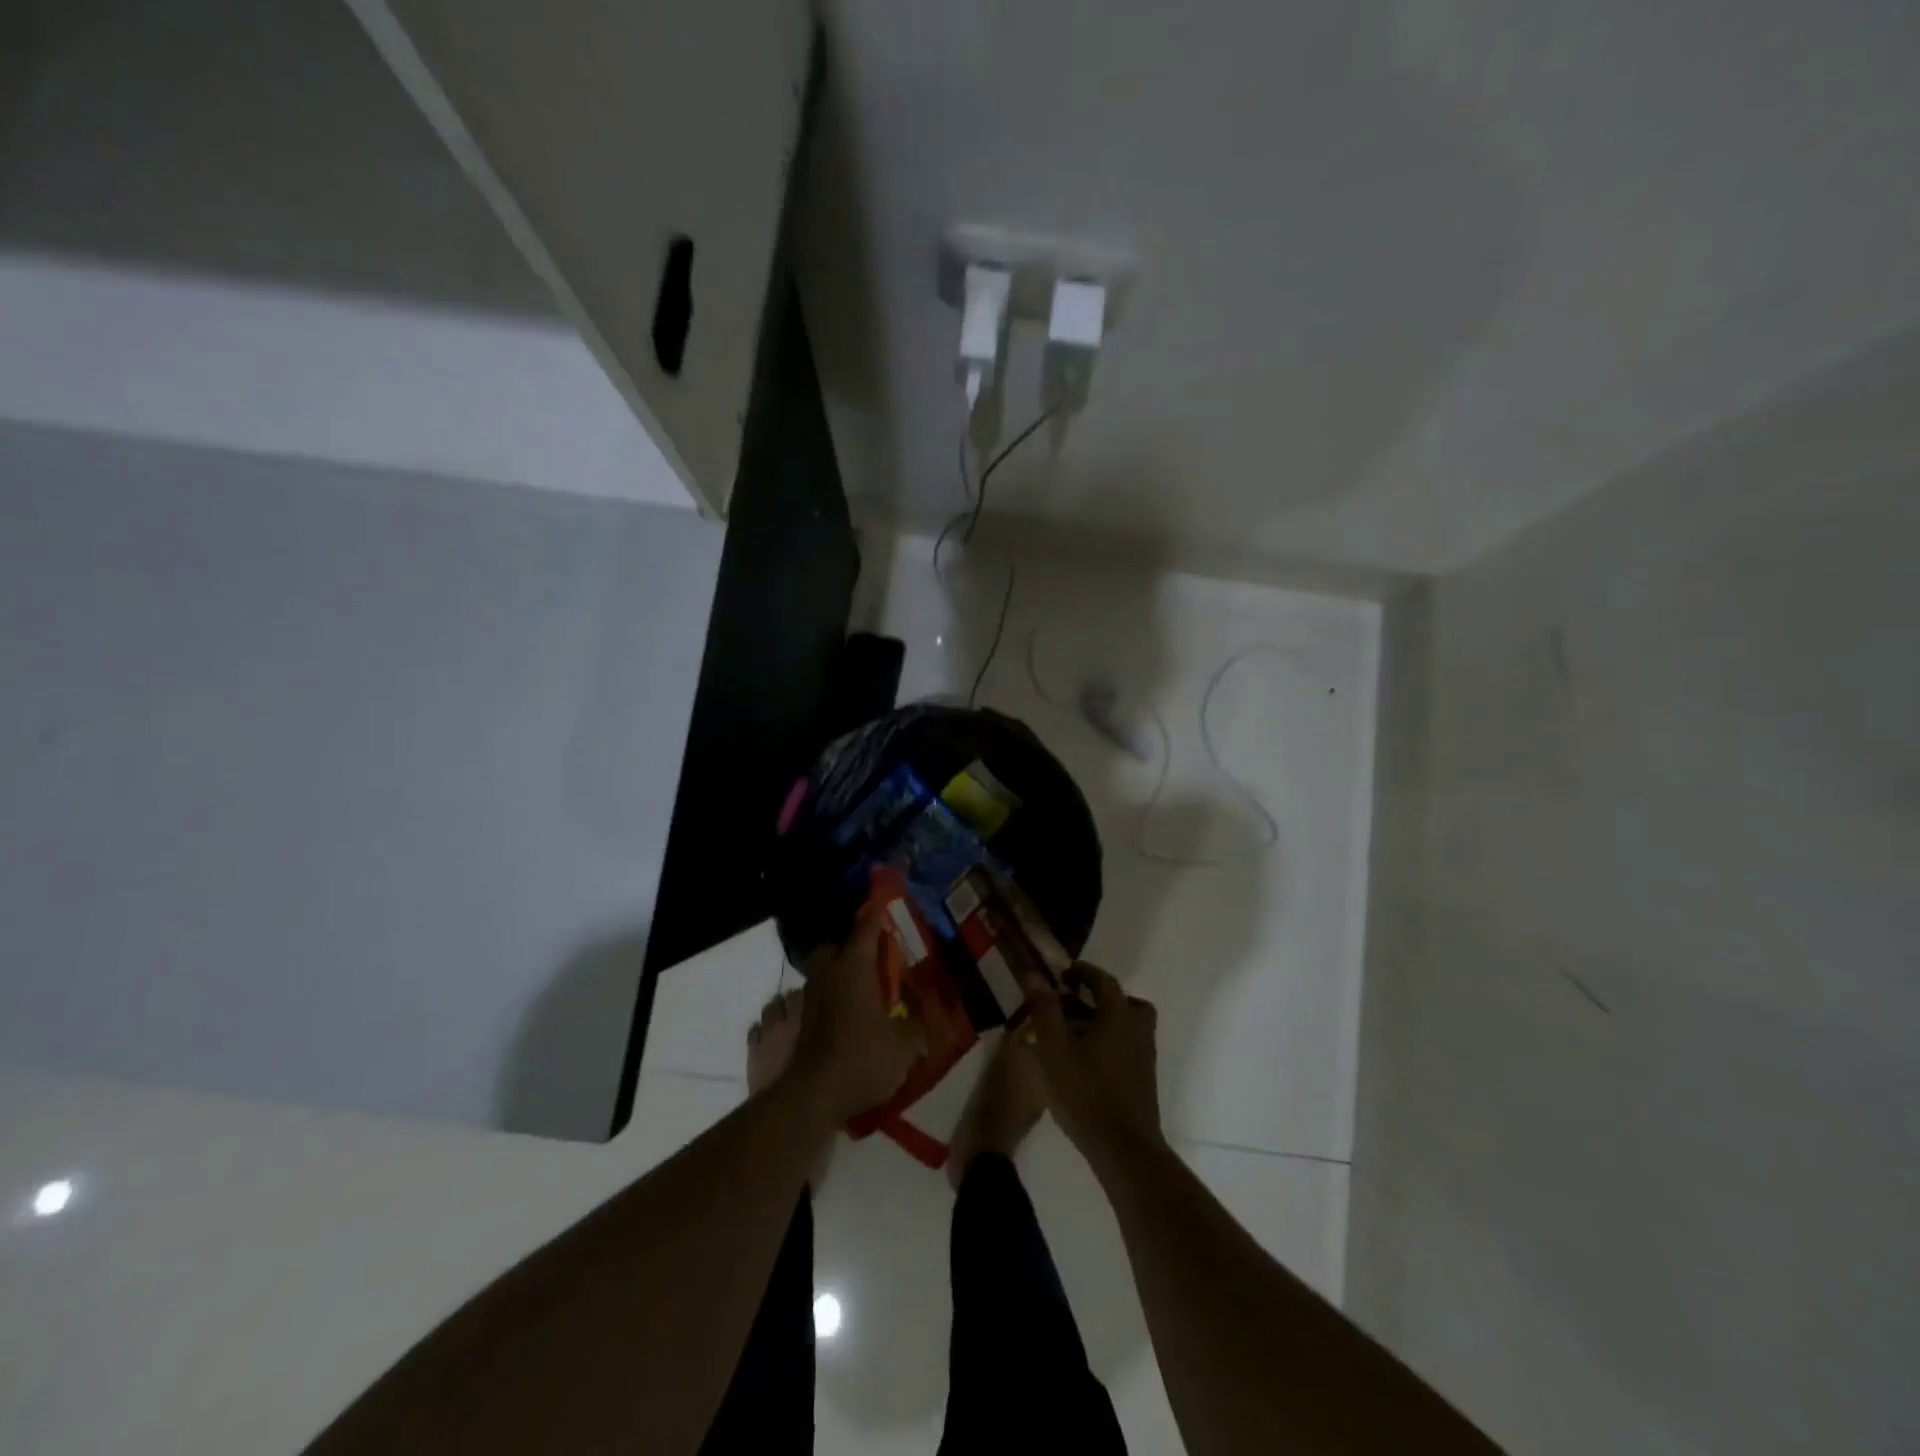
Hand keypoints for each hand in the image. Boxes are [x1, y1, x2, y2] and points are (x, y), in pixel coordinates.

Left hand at [792, 906, 918, 1123]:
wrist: (814, 1095)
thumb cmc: (863, 1058)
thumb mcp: (904, 1044)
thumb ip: (917, 1024)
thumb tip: (927, 1014)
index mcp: (854, 966)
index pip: (867, 927)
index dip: (879, 915)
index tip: (891, 907)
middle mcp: (829, 973)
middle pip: (836, 946)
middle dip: (853, 947)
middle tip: (877, 957)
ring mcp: (812, 996)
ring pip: (826, 972)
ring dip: (842, 974)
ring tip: (867, 987)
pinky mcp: (804, 1021)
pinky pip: (822, 996)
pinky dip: (836, 998)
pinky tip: (854, 1013)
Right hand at [1023, 965, 1164, 1172]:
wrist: (1123, 1149)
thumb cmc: (1085, 1093)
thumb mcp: (1054, 1049)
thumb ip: (1045, 1010)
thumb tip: (1035, 976)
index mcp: (1118, 1016)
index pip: (1104, 982)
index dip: (1084, 973)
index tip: (1065, 973)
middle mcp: (1137, 1030)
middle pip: (1125, 1003)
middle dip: (1100, 998)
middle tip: (1075, 1003)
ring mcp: (1144, 1057)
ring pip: (1127, 1026)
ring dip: (1105, 1022)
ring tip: (1075, 1033)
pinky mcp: (1144, 1081)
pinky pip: (1127, 1048)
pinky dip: (1110, 1043)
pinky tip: (1085, 1062)